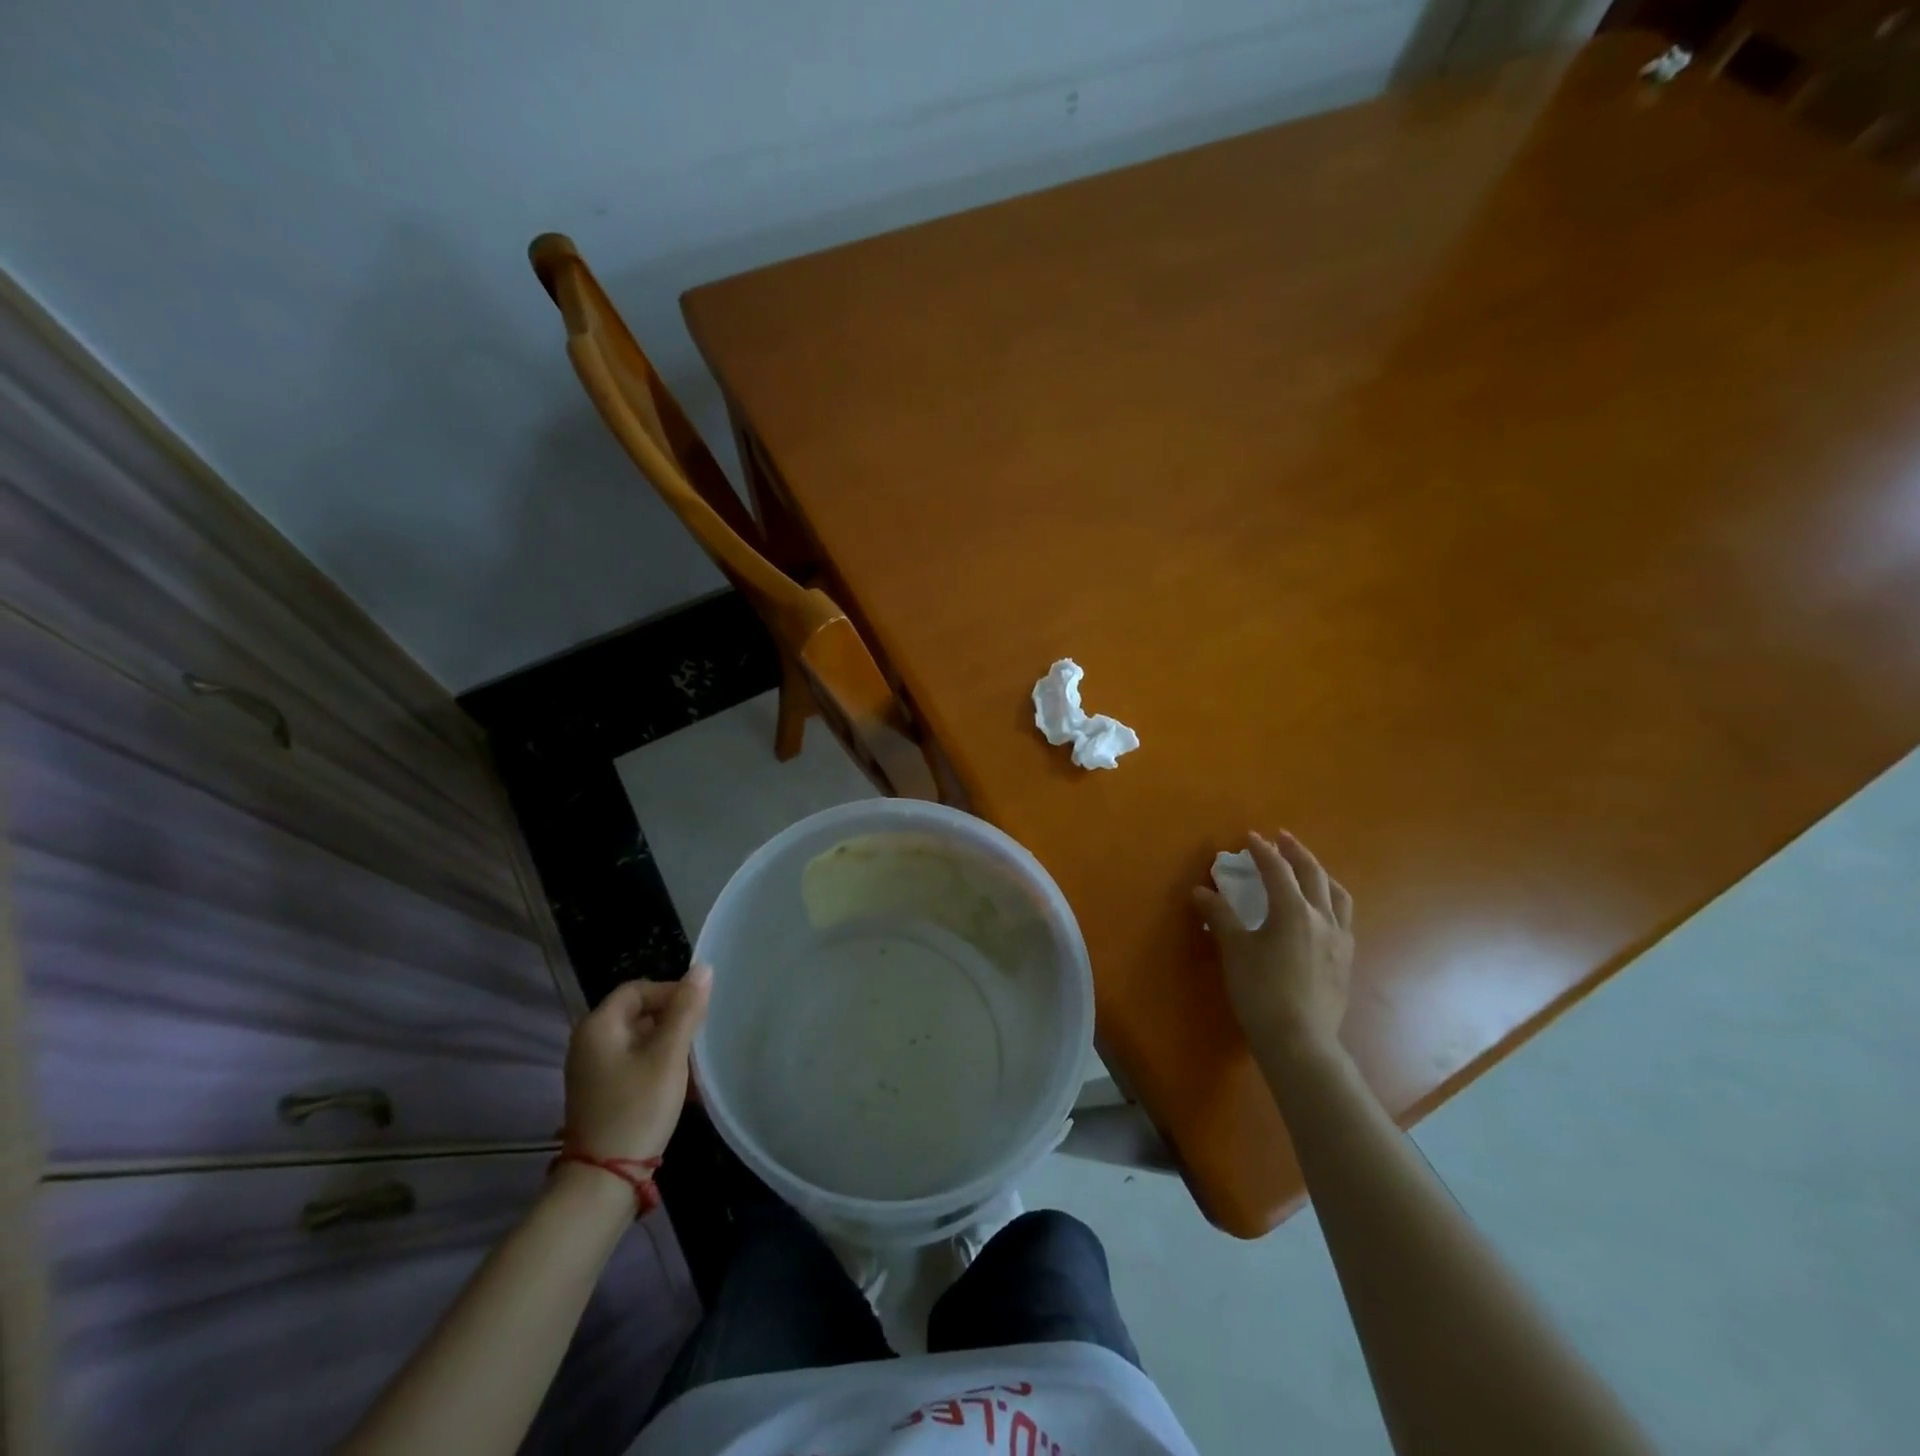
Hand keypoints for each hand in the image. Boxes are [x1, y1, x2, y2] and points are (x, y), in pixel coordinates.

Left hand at [562, 965, 711, 1162]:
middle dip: (674, 1020)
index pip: (639, 989)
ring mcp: (593, 1071)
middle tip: (702, 1037)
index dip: (671, 992)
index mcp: (599, 1026)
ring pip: (640, 1041)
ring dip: (670, 1046)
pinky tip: (684, 1085)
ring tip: (697, 1062)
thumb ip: (686, 1009)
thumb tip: (703, 968)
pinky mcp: (602, 1094)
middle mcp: (590, 1043)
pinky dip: (659, 1066)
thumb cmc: (637, 1108)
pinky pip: (635, 1065)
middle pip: (639, 1014)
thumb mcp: (668, 1055)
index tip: (700, 1010)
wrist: (604, 1181)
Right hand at [1193, 832, 1353, 1064]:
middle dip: (1297, 853)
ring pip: (1337, 896)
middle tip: (1283, 839)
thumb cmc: (1260, 990)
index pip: (1278, 870)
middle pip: (1313, 875)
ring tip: (1309, 870)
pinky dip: (1330, 903)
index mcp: (1293, 911)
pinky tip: (1320, 913)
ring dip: (1321, 875)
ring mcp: (1339, 941)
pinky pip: (1342, 919)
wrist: (1299, 1040)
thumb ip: (1220, 916)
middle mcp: (1322, 919)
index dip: (1263, 851)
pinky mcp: (1345, 962)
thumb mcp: (1234, 950)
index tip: (1251, 837)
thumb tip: (1201, 891)